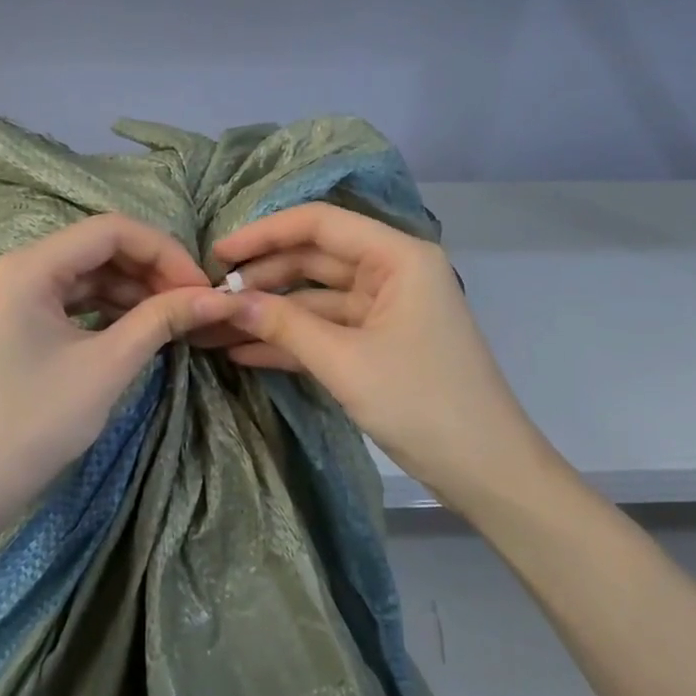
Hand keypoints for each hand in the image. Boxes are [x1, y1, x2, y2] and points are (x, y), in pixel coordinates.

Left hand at [0, 214, 227, 539]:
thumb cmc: (35, 423)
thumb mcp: (107, 367)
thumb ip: (162, 320)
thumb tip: (217, 297)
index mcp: (26, 267)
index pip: (109, 230)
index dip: (164, 251)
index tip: (201, 287)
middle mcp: (12, 268)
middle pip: (95, 248)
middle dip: (149, 271)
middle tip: (192, 303)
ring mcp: (6, 295)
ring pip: (83, 273)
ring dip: (130, 290)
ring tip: (172, 318)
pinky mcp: (9, 321)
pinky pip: (66, 299)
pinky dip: (104, 308)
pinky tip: (136, 327)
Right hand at [212, 205, 561, 511]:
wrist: (485, 471)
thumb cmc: (422, 404)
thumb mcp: (344, 362)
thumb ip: (284, 324)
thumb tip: (225, 301)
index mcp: (398, 256)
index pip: (320, 224)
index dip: (264, 234)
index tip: (217, 255)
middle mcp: (391, 272)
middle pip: (314, 259)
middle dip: (262, 278)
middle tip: (209, 296)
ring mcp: (384, 309)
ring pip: (314, 298)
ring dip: (269, 314)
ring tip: (214, 327)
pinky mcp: (377, 343)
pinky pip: (325, 330)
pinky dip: (289, 340)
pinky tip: (242, 351)